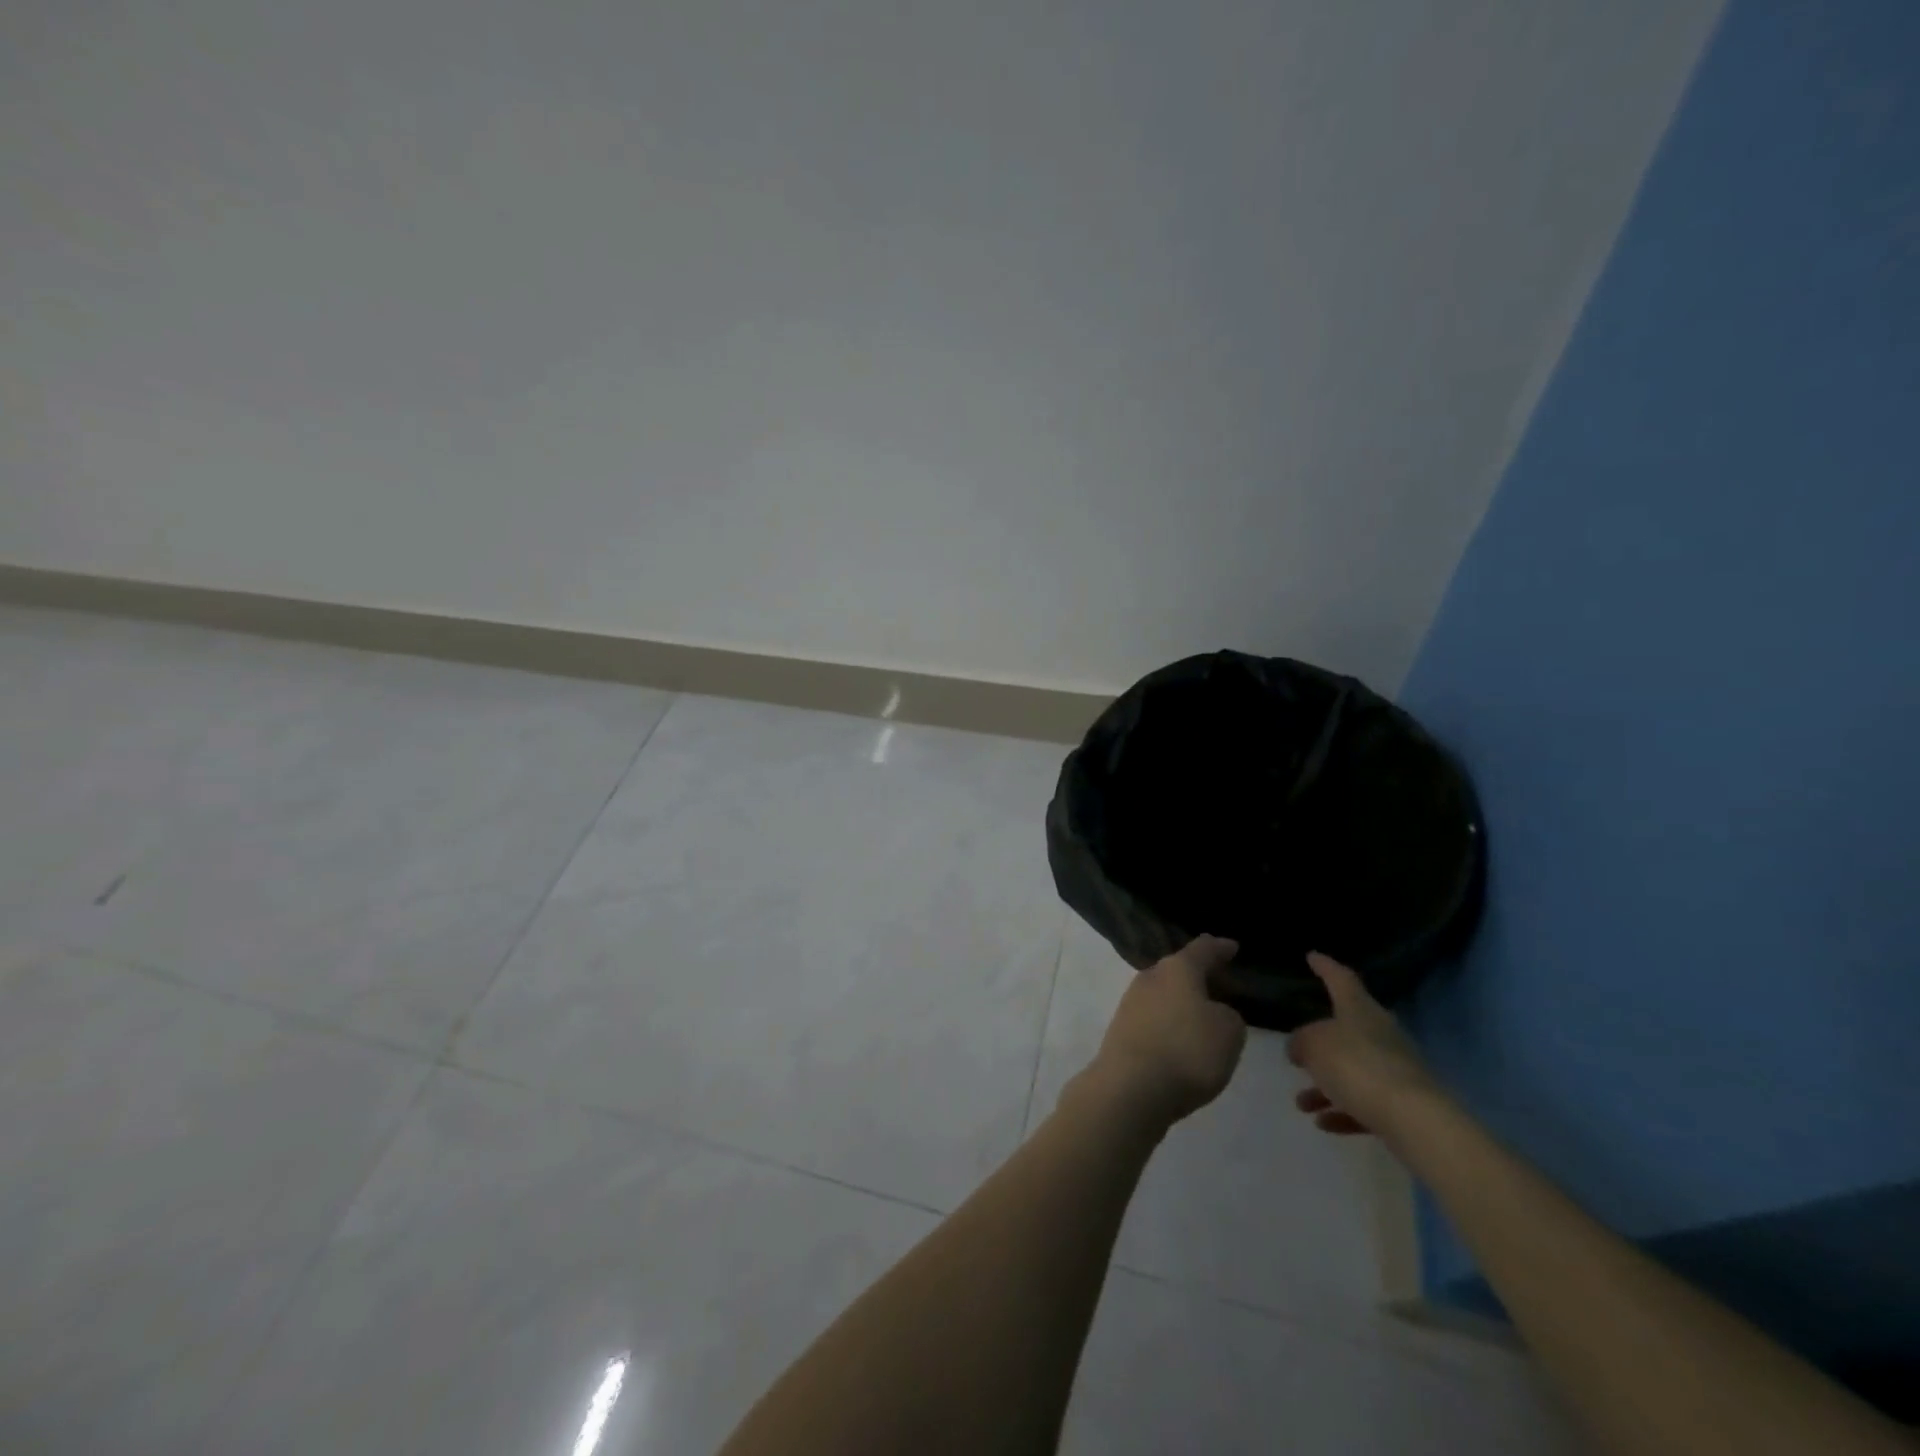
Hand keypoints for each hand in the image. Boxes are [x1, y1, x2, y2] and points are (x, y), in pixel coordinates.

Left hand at [1077, 935, 1247, 1129]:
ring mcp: (1131, 1003)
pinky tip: (1182, 1039)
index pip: (1203, 949)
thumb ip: (1229, 1015)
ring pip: (1164, 993)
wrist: (1130, 1088)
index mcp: (1177, 968)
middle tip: (1222, 984)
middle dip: (1200, 976)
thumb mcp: (1229, 1032)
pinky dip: (1171, 1023)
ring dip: (1183, 1001)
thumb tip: (1213, 1013)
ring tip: (1205, 1015)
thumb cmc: (1187, 1051)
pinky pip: (1155, 1018)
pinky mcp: (1122, 1030)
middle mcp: (1150, 977)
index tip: (1232, 946)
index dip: (1220, 947)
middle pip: (1179, 970)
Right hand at [1287, 952, 1438, 1137]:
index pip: (1341, 979)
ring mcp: (1395, 1068)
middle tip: (1301, 1047)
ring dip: (1325, 1084)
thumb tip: (1300, 1047)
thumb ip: (1301, 1042)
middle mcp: (1380, 1033)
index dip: (1325, 967)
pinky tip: (1324, 1123)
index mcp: (1360, 1010)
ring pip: (1352, 1070)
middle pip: (1347, 1028)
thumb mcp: (1314, 1045)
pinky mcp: (1403, 1102)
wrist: (1414, 1119)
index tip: (1312, 956)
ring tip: (1302, 1103)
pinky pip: (1365, 1101)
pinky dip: (1343, 1109)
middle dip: (1321, 1040)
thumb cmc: (1357, 1066)